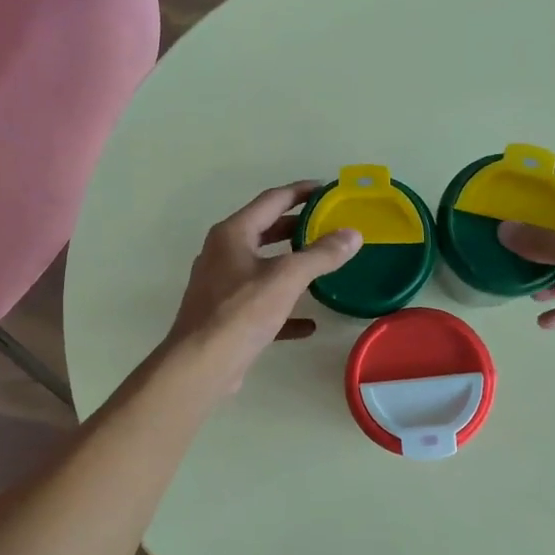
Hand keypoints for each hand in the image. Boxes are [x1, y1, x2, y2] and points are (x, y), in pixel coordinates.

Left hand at [165, 182, 361, 394]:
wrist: (202, 364)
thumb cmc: (241, 312)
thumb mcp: (286, 278)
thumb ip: (321, 255)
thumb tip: (353, 234)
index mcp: (233, 234)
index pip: (272, 200)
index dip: (301, 192)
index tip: (328, 190)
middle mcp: (223, 254)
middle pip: (266, 231)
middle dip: (298, 227)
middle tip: (330, 225)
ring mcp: (222, 286)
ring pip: (263, 268)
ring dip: (291, 266)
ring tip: (323, 266)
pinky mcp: (226, 317)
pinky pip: (261, 305)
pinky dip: (285, 308)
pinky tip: (309, 323)